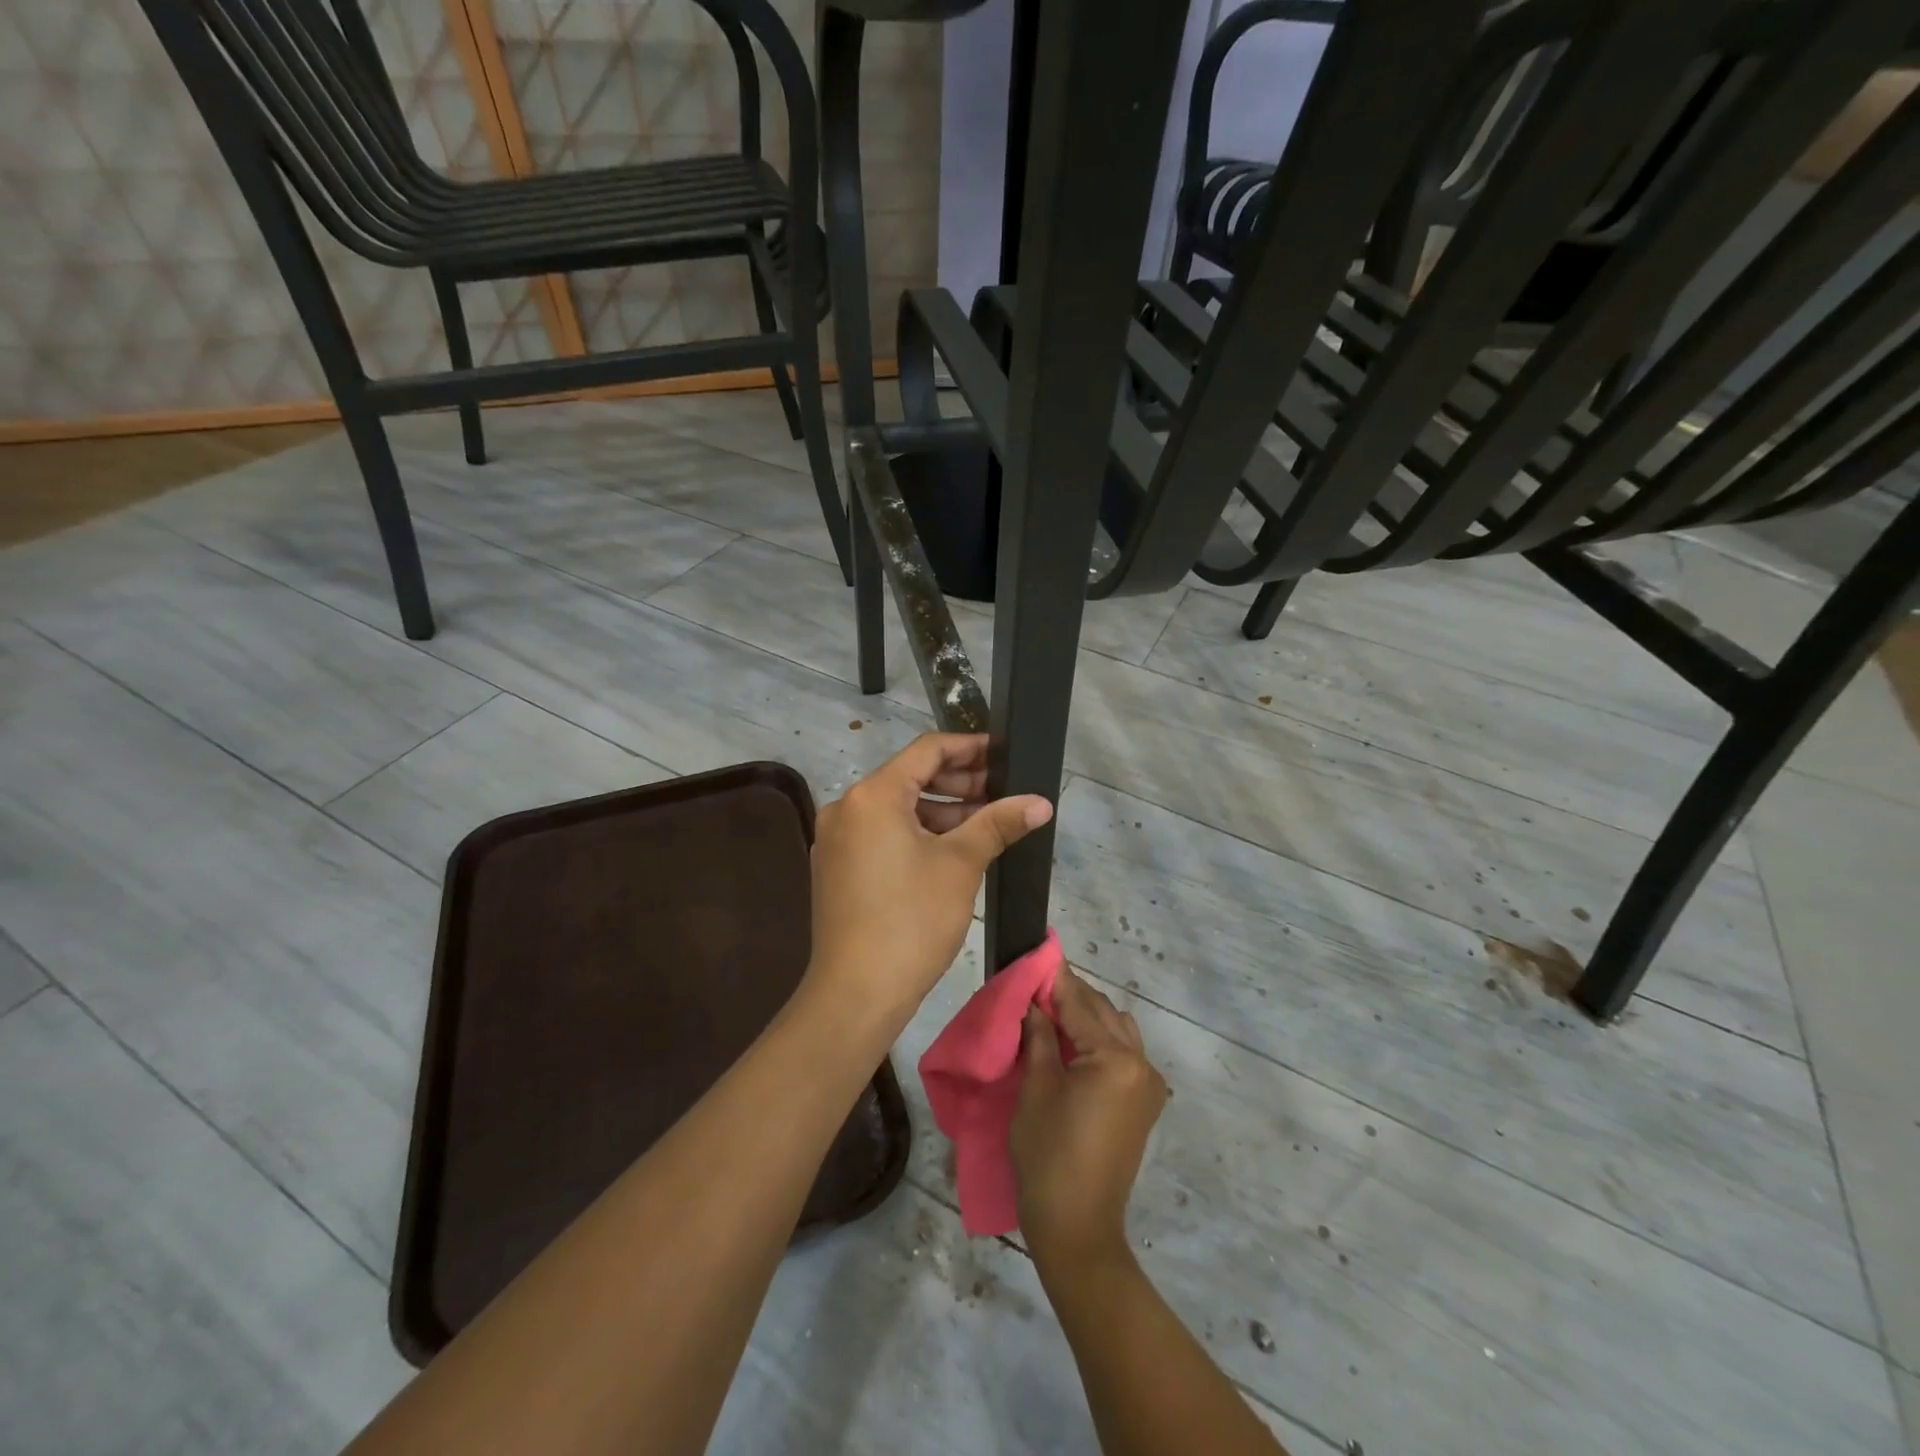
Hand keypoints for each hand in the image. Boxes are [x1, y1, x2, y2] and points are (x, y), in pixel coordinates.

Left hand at [806, 733, 1051, 1029]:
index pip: (927, 750)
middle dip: (959, 784)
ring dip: (940, 812)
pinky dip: (916, 834)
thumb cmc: (912, 920)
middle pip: (909, 778)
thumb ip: (999, 823)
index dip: (969, 748)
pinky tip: (950, 850)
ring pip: (896, 810)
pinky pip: (881, 834)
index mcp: (873, 795)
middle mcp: (847, 807)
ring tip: (985, 823)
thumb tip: (1041, 801)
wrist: (856, 993)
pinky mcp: (836, 868)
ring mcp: (836, 840)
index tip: (1003, 754)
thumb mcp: (961, 865)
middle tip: (1002, 793)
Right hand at [1011, 970, 1168, 1273]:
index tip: (1036, 956)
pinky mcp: (1144, 1102)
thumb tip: (1034, 1001)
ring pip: (1117, 1029)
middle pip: (1102, 1012)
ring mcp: (1148, 1084)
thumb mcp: (1036, 1088)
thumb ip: (1040, 1036)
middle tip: (1035, 986)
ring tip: (1050, 1014)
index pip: (1080, 1004)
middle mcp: (1141, 1063)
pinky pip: (1124, 1053)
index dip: (1055, 980)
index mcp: (1116, 1058)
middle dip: (1070, 996)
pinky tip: (1072, 1043)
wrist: (1077, 1225)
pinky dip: (1100, 1040)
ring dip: (1087, 1016)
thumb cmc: (1048, 1154)